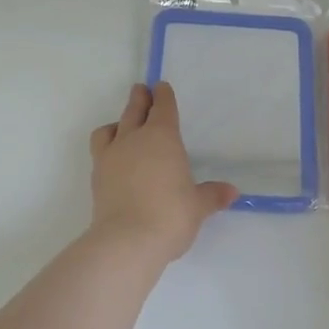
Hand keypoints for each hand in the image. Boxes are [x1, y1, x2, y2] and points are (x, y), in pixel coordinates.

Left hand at [88, 83, 238, 263]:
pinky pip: (100, 151)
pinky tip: (114, 158)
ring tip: (122, 126)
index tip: (161, 87)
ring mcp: (111, 157)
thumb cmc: (171, 215)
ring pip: (110, 128)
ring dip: (118, 122)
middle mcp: (133, 140)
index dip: (163, 96)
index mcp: (162, 138)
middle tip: (141, 90)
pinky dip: (107, 147)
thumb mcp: (198, 206)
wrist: (127, 241)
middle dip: (139, 99)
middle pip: (134, 110)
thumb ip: (212, 195)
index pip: (162, 108)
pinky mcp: (96, 177)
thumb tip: (231, 192)